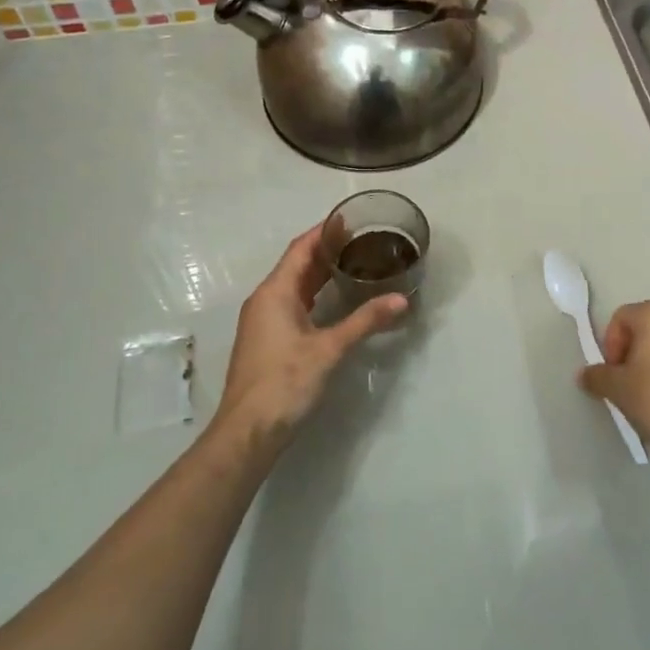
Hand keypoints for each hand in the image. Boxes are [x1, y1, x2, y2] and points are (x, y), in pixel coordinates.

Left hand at [213, 224, 406, 449]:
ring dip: (319, 273)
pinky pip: (292, 303)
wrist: (248, 430)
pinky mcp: (268, 339)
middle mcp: (265, 300)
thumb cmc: (285, 382)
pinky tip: (335, 299)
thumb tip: (401, 300)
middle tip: (361, 240)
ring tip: (353, 263)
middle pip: (296, 264)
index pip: (300, 248)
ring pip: (294, 286)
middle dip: (325, 250)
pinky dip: (314, 294)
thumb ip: (365, 321)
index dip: (324, 231)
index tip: (350, 219)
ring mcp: (263, 320)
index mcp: (274, 292)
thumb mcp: (329, 349)